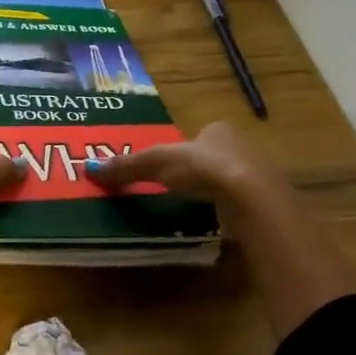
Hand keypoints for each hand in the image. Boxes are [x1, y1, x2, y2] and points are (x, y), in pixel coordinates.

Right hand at [84, 120, 290, 211]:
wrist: (253, 201)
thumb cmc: (204, 169)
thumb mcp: (157, 163)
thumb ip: (127, 166)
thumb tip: (89, 169)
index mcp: (219, 129)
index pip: (199, 136)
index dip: (183, 150)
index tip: (168, 168)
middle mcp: (243, 146)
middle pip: (214, 158)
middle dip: (198, 172)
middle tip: (177, 189)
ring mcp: (258, 176)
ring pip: (229, 181)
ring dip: (214, 193)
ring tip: (193, 209)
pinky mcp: (266, 204)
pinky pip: (241, 205)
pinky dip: (228, 213)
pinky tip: (216, 224)